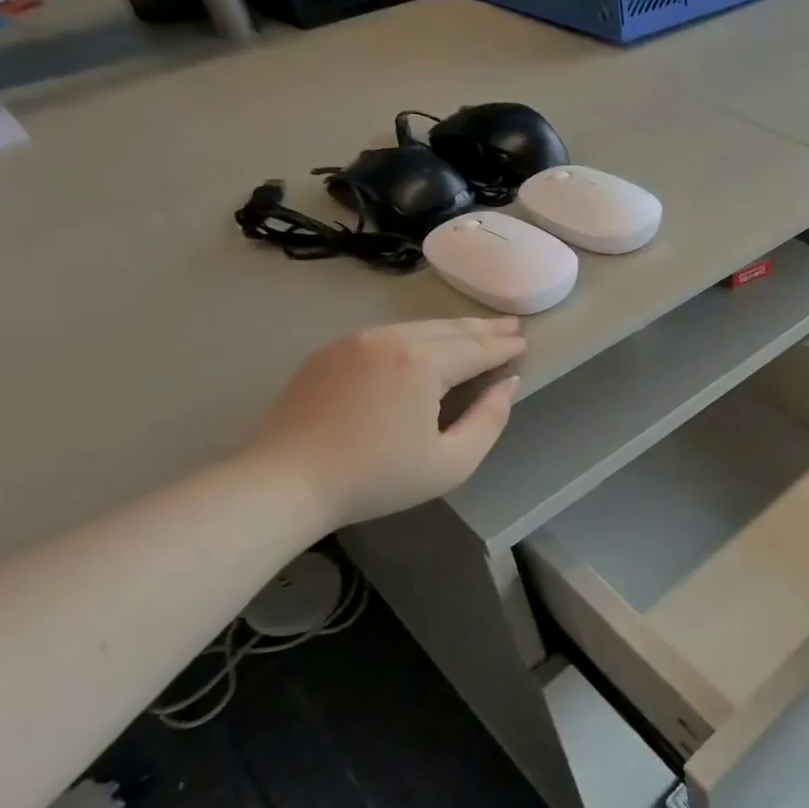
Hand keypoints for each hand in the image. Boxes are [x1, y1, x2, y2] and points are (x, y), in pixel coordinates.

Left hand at [245, 318, 524, 528]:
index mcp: (424, 363)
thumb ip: (490, 419)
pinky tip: (428, 343)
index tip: (525, 342)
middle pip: (450, 329)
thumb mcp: (451, 462)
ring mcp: (356, 341)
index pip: (477, 349)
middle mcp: (392, 339)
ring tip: (477, 330)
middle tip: (512, 324)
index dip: (504, 346)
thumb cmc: (376, 478)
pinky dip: (418, 334)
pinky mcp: (330, 352)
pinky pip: (388, 334)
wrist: (283, 482)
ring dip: (453, 328)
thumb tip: (508, 384)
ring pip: (418, 327)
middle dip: (484, 328)